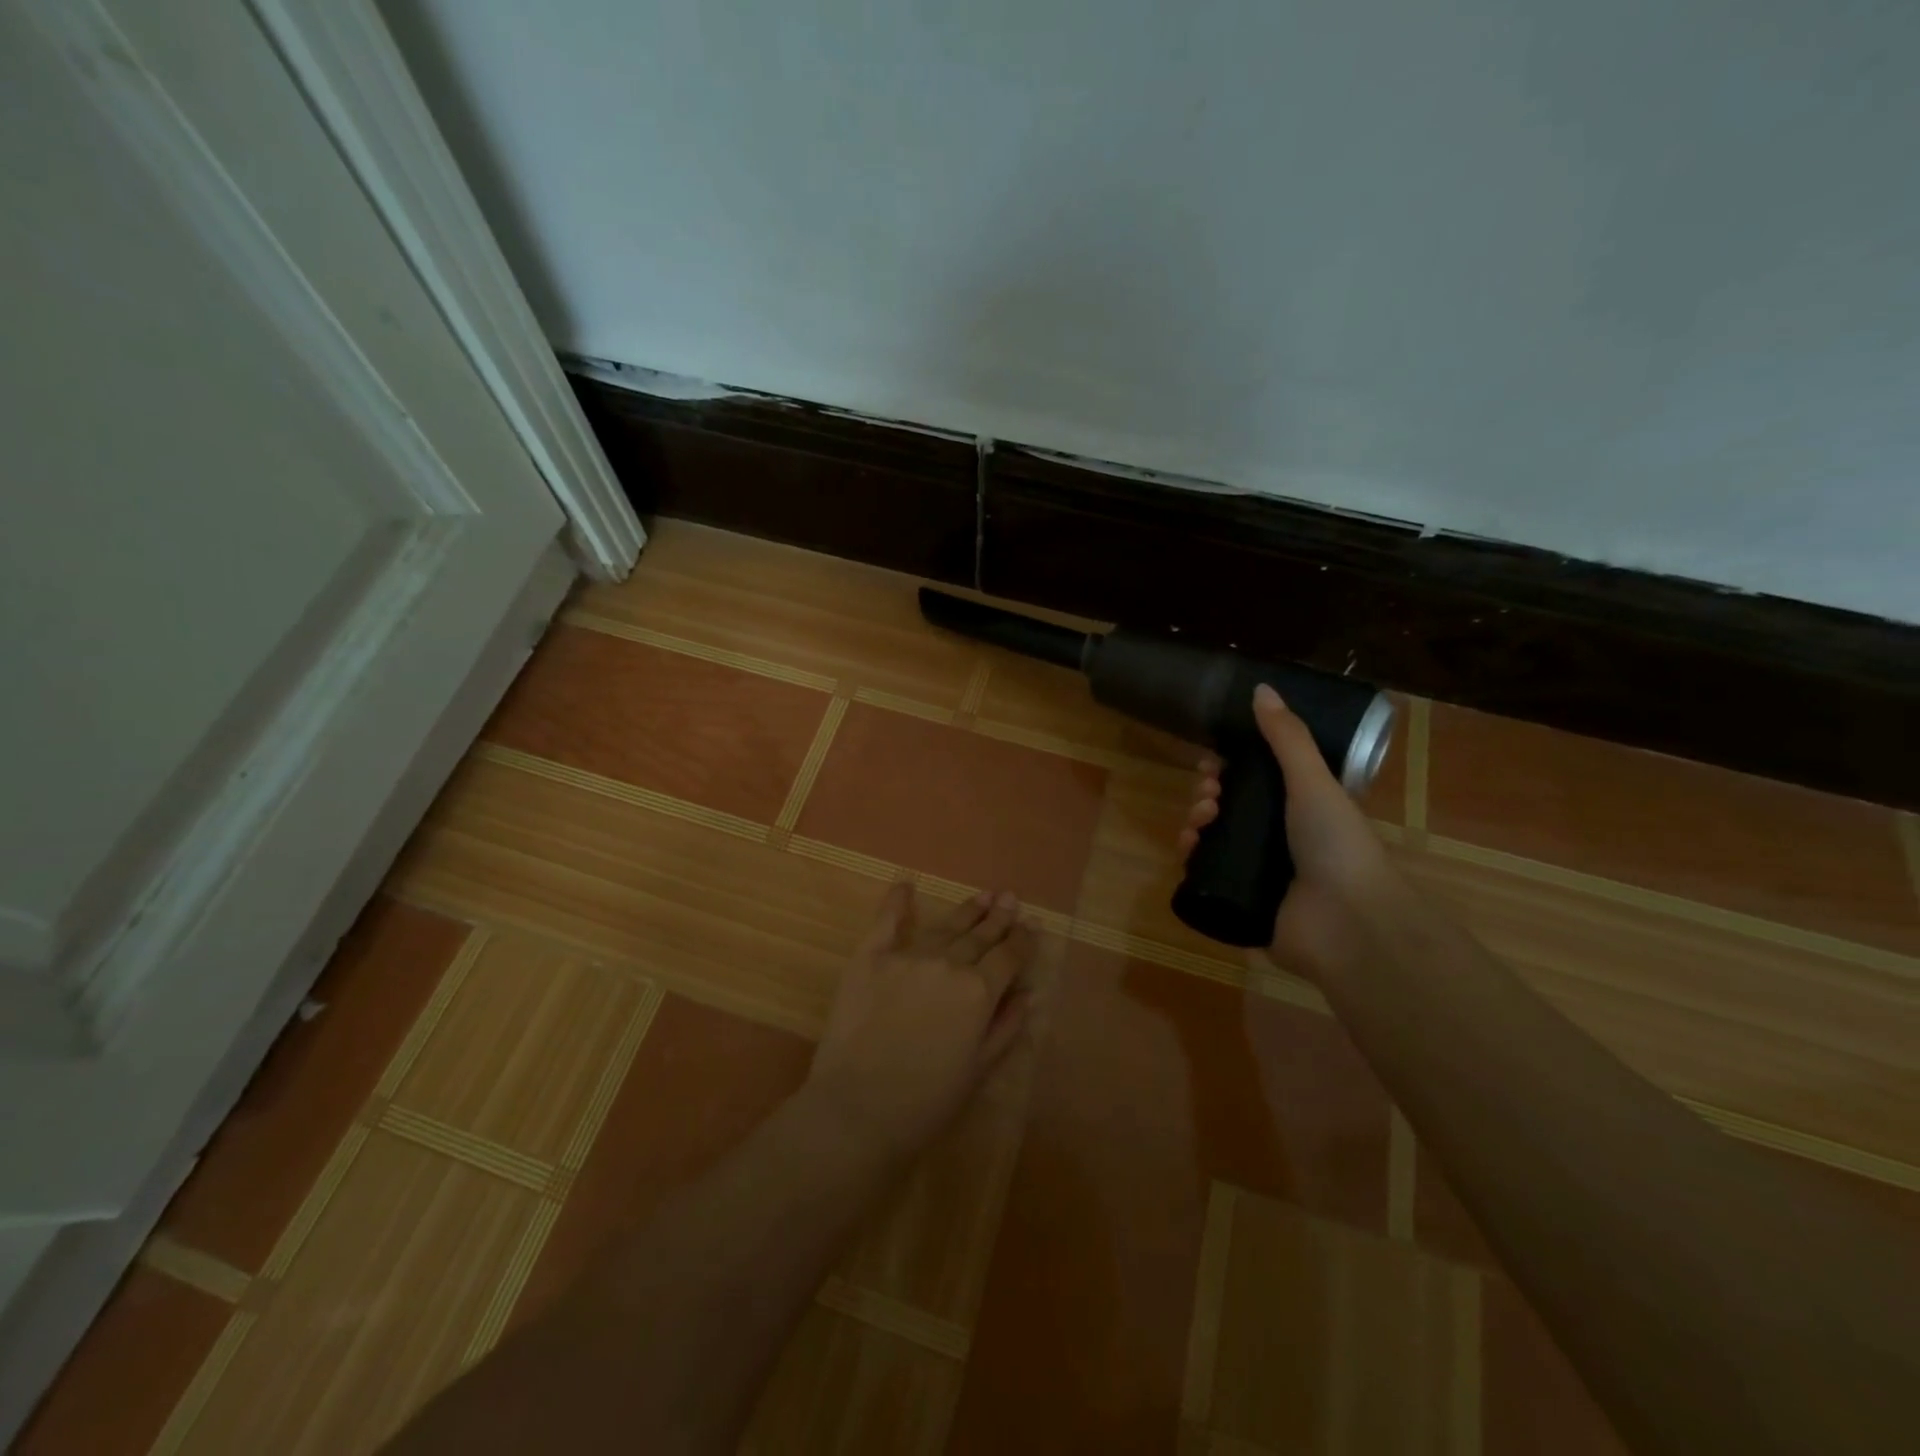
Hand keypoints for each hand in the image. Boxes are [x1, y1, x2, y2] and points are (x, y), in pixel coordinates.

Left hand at [805, 884, 1034, 1161]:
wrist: (858, 1110)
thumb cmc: (926, 1101)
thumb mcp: (979, 1070)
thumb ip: (1006, 1026)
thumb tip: (1028, 993)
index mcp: (979, 992)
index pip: (1009, 957)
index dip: (1022, 940)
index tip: (1031, 925)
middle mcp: (948, 964)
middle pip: (979, 935)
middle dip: (998, 917)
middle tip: (1010, 898)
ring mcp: (907, 957)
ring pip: (945, 927)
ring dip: (967, 910)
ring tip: (983, 895)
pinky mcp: (869, 958)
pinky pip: (887, 922)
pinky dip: (897, 901)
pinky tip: (905, 884)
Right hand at [1179, 683, 1400, 977]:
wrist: (1347, 923)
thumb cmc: (1336, 845)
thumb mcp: (1313, 781)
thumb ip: (1287, 737)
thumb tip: (1260, 688)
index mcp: (1300, 809)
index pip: (1255, 781)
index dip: (1229, 768)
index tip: (1211, 763)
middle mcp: (1279, 839)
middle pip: (1229, 809)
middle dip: (1208, 795)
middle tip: (1208, 796)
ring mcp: (1259, 873)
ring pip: (1213, 839)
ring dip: (1196, 822)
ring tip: (1199, 823)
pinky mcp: (1241, 902)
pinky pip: (1205, 874)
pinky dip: (1192, 858)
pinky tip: (1187, 850)